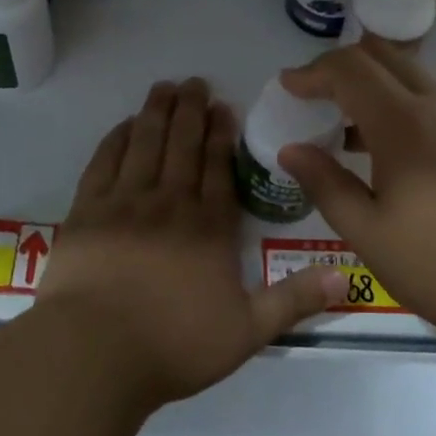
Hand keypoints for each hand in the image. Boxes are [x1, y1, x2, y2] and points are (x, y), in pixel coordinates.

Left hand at [39, 77, 343, 406]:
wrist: (94, 353)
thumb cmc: (174, 345)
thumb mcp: (248, 331)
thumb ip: (294, 300)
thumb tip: (348, 280)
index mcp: (209, 228)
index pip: (219, 169)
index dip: (222, 136)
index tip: (224, 107)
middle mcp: (169, 204)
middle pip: (182, 146)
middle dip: (190, 111)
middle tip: (194, 82)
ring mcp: (125, 203)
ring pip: (145, 144)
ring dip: (157, 112)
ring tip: (164, 87)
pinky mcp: (87, 211)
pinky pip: (105, 162)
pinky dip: (117, 138)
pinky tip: (125, 124)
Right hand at [278, 43, 435, 345]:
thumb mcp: (367, 231)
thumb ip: (325, 183)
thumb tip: (290, 149)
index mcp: (404, 123)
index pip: (351, 69)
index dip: (314, 72)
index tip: (287, 87)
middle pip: (384, 57)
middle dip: (342, 66)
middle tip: (313, 94)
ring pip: (412, 76)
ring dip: (373, 85)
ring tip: (343, 125)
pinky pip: (432, 101)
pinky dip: (400, 104)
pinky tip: (386, 150)